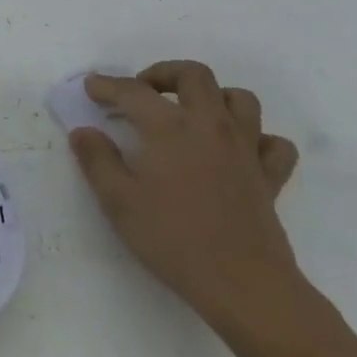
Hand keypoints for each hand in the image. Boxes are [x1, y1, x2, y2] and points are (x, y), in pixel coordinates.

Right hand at [69, 60, 301, 330]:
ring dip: (213, 97)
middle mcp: (211, 125)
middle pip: (194, 75)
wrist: (242, 282)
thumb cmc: (172, 238)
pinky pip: (272, 143)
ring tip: (190, 113)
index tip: (91, 86)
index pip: (133, 92)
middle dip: (164, 74)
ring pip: (239, 99)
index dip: (108, 85)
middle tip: (142, 91)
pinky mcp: (270, 176)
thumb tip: (83, 131)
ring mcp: (246, 148)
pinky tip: (237, 152)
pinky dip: (256, 138)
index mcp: (170, 127)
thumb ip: (97, 160)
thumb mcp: (118, 201)